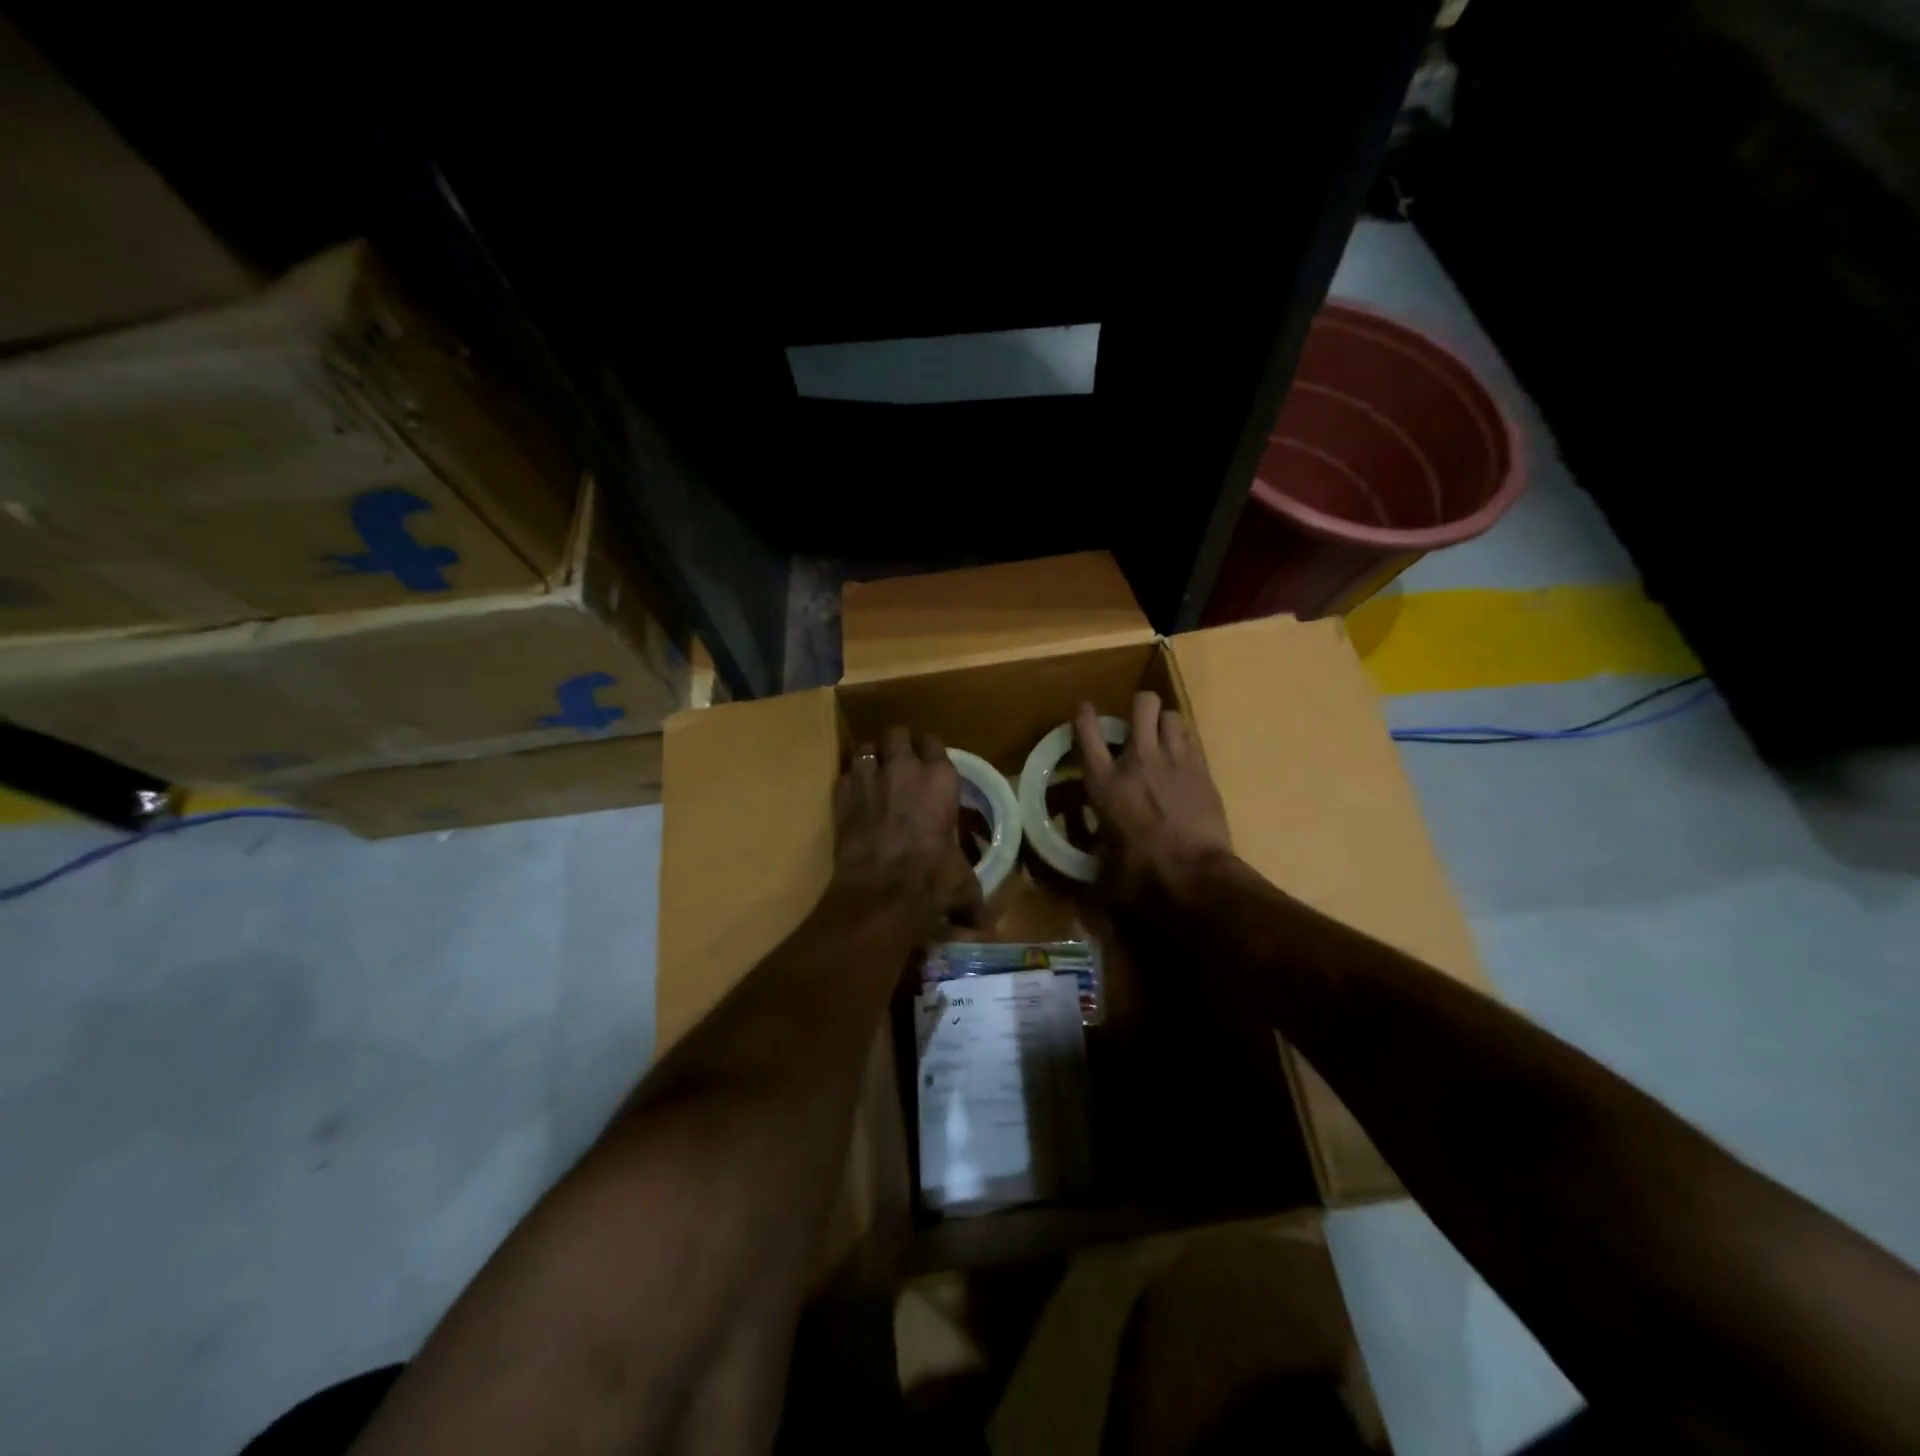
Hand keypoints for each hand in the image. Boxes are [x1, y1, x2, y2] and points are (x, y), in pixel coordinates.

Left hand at [833, 726, 984, 930]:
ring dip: (872, 759)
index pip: (934, 743)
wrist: (880, 893)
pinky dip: (850, 782)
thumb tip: (981, 923)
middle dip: (898, 746)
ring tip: (875, 775)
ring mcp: (869, 778)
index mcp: (941, 779)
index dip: (930, 752)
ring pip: (867, 748)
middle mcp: (904, 769)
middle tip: (901, 765)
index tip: (929, 764)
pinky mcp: (842, 795)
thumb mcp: (961, 885)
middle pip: (898, 734)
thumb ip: (971, 895)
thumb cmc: (931, 880)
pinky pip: (845, 775)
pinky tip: (855, 798)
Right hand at [1075, 691, 1233, 902]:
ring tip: (1162, 741)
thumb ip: (1096, 838)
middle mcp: (1139, 760)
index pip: (1087, 731)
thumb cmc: (1141, 872)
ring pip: (1172, 715)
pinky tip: (1182, 763)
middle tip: (1137, 723)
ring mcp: (1175, 760)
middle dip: (1139, 706)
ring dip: (1164, 724)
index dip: (1084, 716)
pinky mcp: (1202, 770)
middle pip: (1142, 704)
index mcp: (1105, 781)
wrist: (1194, 874)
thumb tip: (1096, 837)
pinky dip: (1184, 745)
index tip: (1085, 711)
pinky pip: (1192, 741)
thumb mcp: (1104, 856)